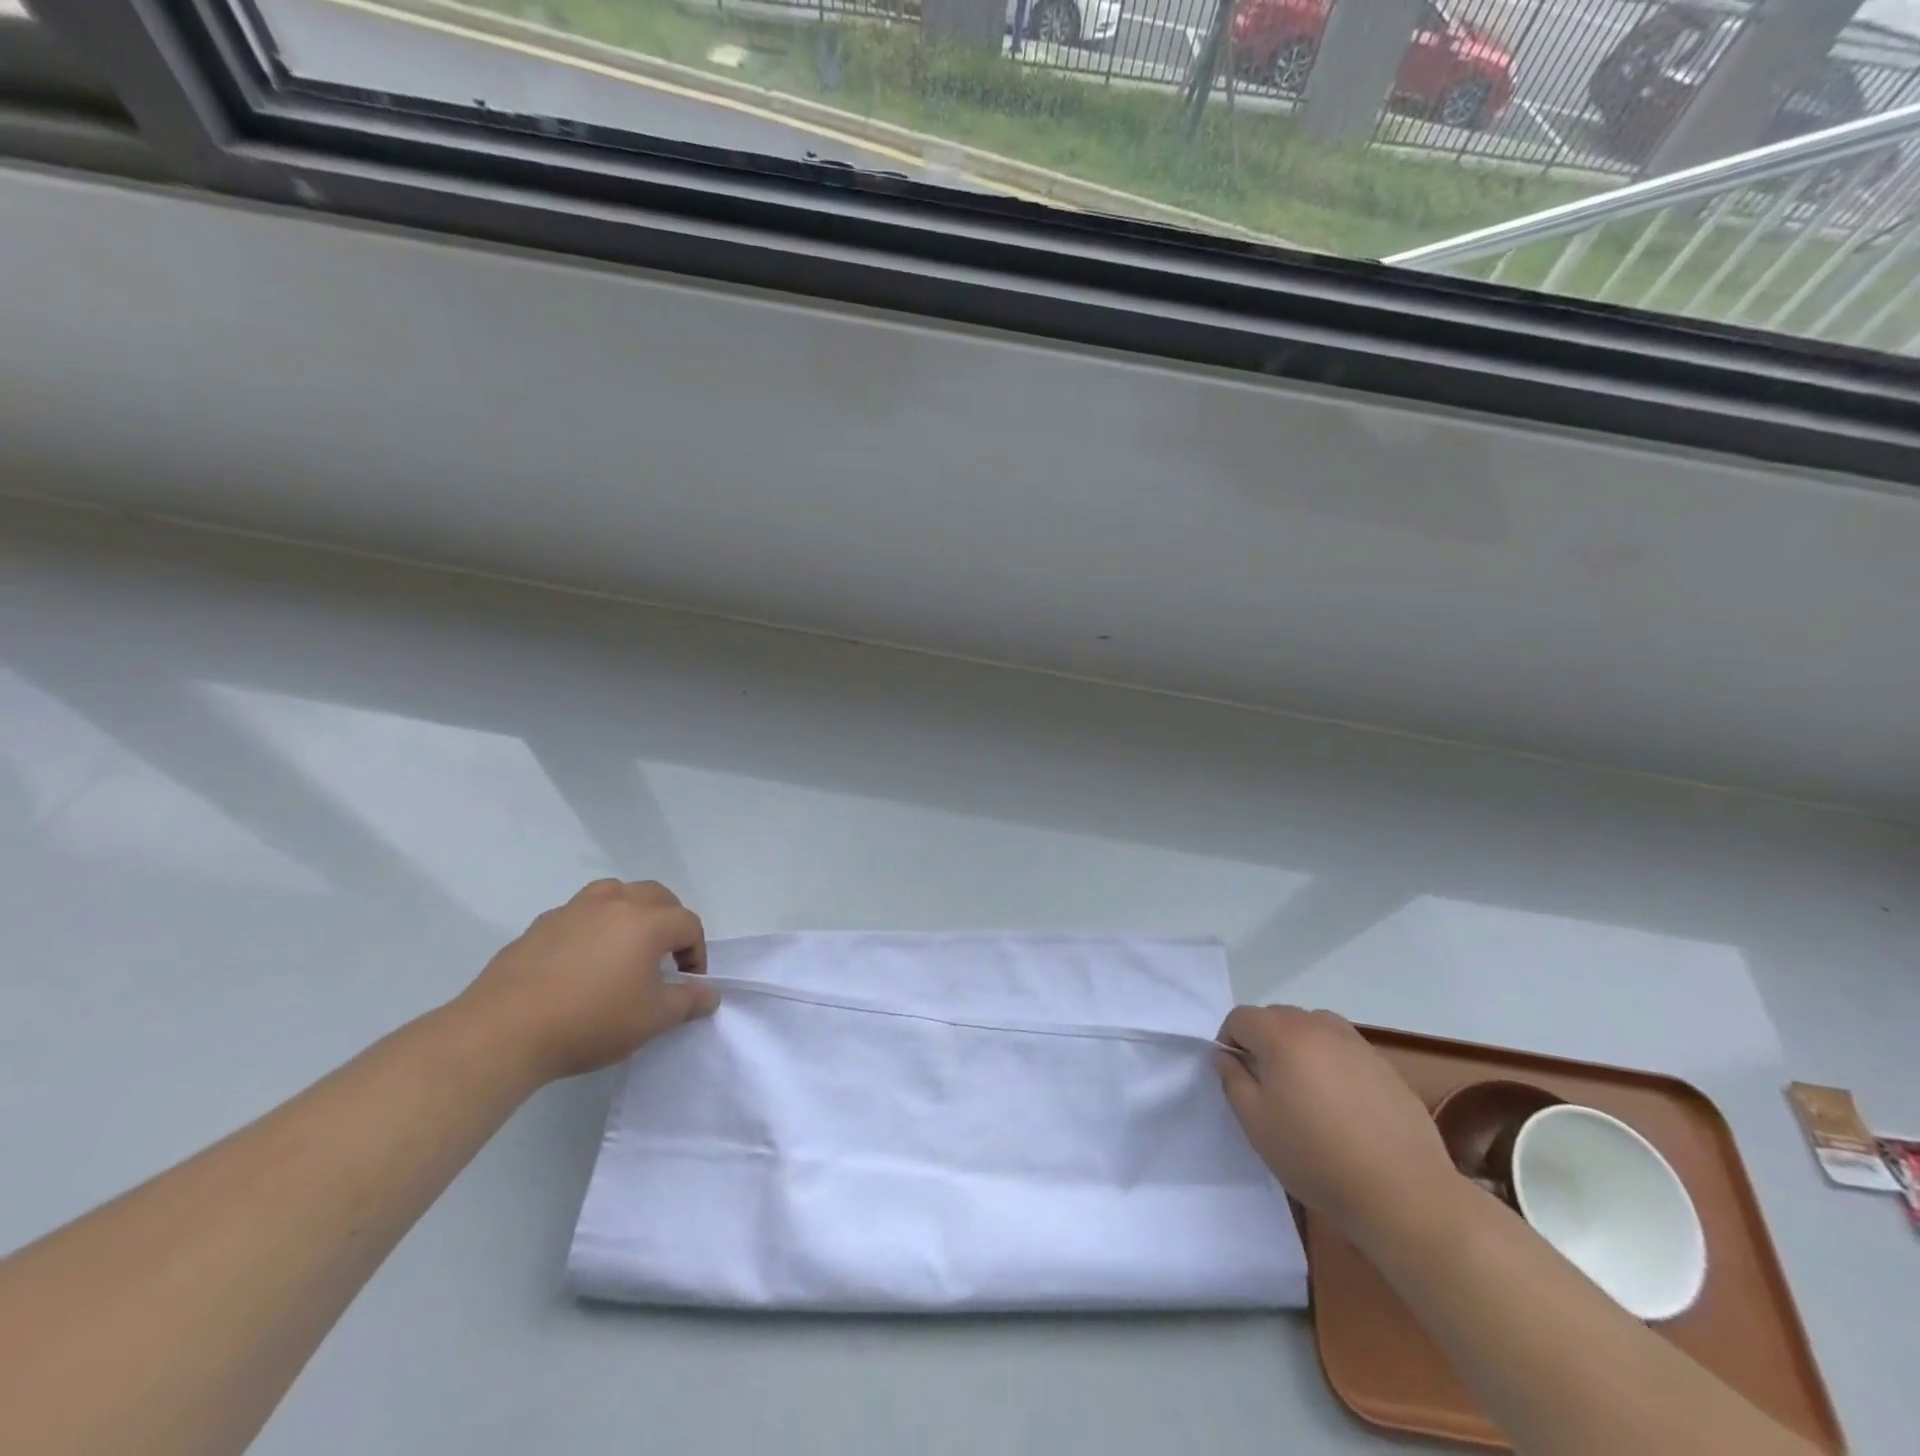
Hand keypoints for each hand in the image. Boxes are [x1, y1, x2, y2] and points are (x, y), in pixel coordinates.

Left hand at [455, 880, 716, 1085]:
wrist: (504, 1031)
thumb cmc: (591, 1021)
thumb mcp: (651, 1020)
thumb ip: (688, 1002)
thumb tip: (710, 994)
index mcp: (647, 921)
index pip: (688, 924)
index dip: (697, 952)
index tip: (689, 983)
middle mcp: (614, 904)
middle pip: (655, 895)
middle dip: (669, 920)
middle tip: (665, 956)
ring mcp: (573, 910)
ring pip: (614, 893)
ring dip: (630, 911)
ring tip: (625, 944)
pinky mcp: (539, 926)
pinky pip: (578, 913)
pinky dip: (592, 925)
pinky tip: (582, 960)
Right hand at [1217, 1005, 1454, 1249]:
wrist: (1403, 1192)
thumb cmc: (1315, 1156)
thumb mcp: (1256, 1123)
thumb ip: (1232, 1080)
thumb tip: (1227, 1056)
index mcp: (1281, 1035)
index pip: (1241, 1017)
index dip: (1229, 1039)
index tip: (1234, 1073)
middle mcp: (1318, 1027)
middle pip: (1277, 1017)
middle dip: (1263, 1041)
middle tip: (1266, 1084)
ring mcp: (1356, 1044)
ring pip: (1313, 1028)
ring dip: (1298, 1047)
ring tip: (1304, 1090)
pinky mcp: (1384, 1066)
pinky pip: (1344, 1050)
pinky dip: (1331, 1063)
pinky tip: (1341, 1105)